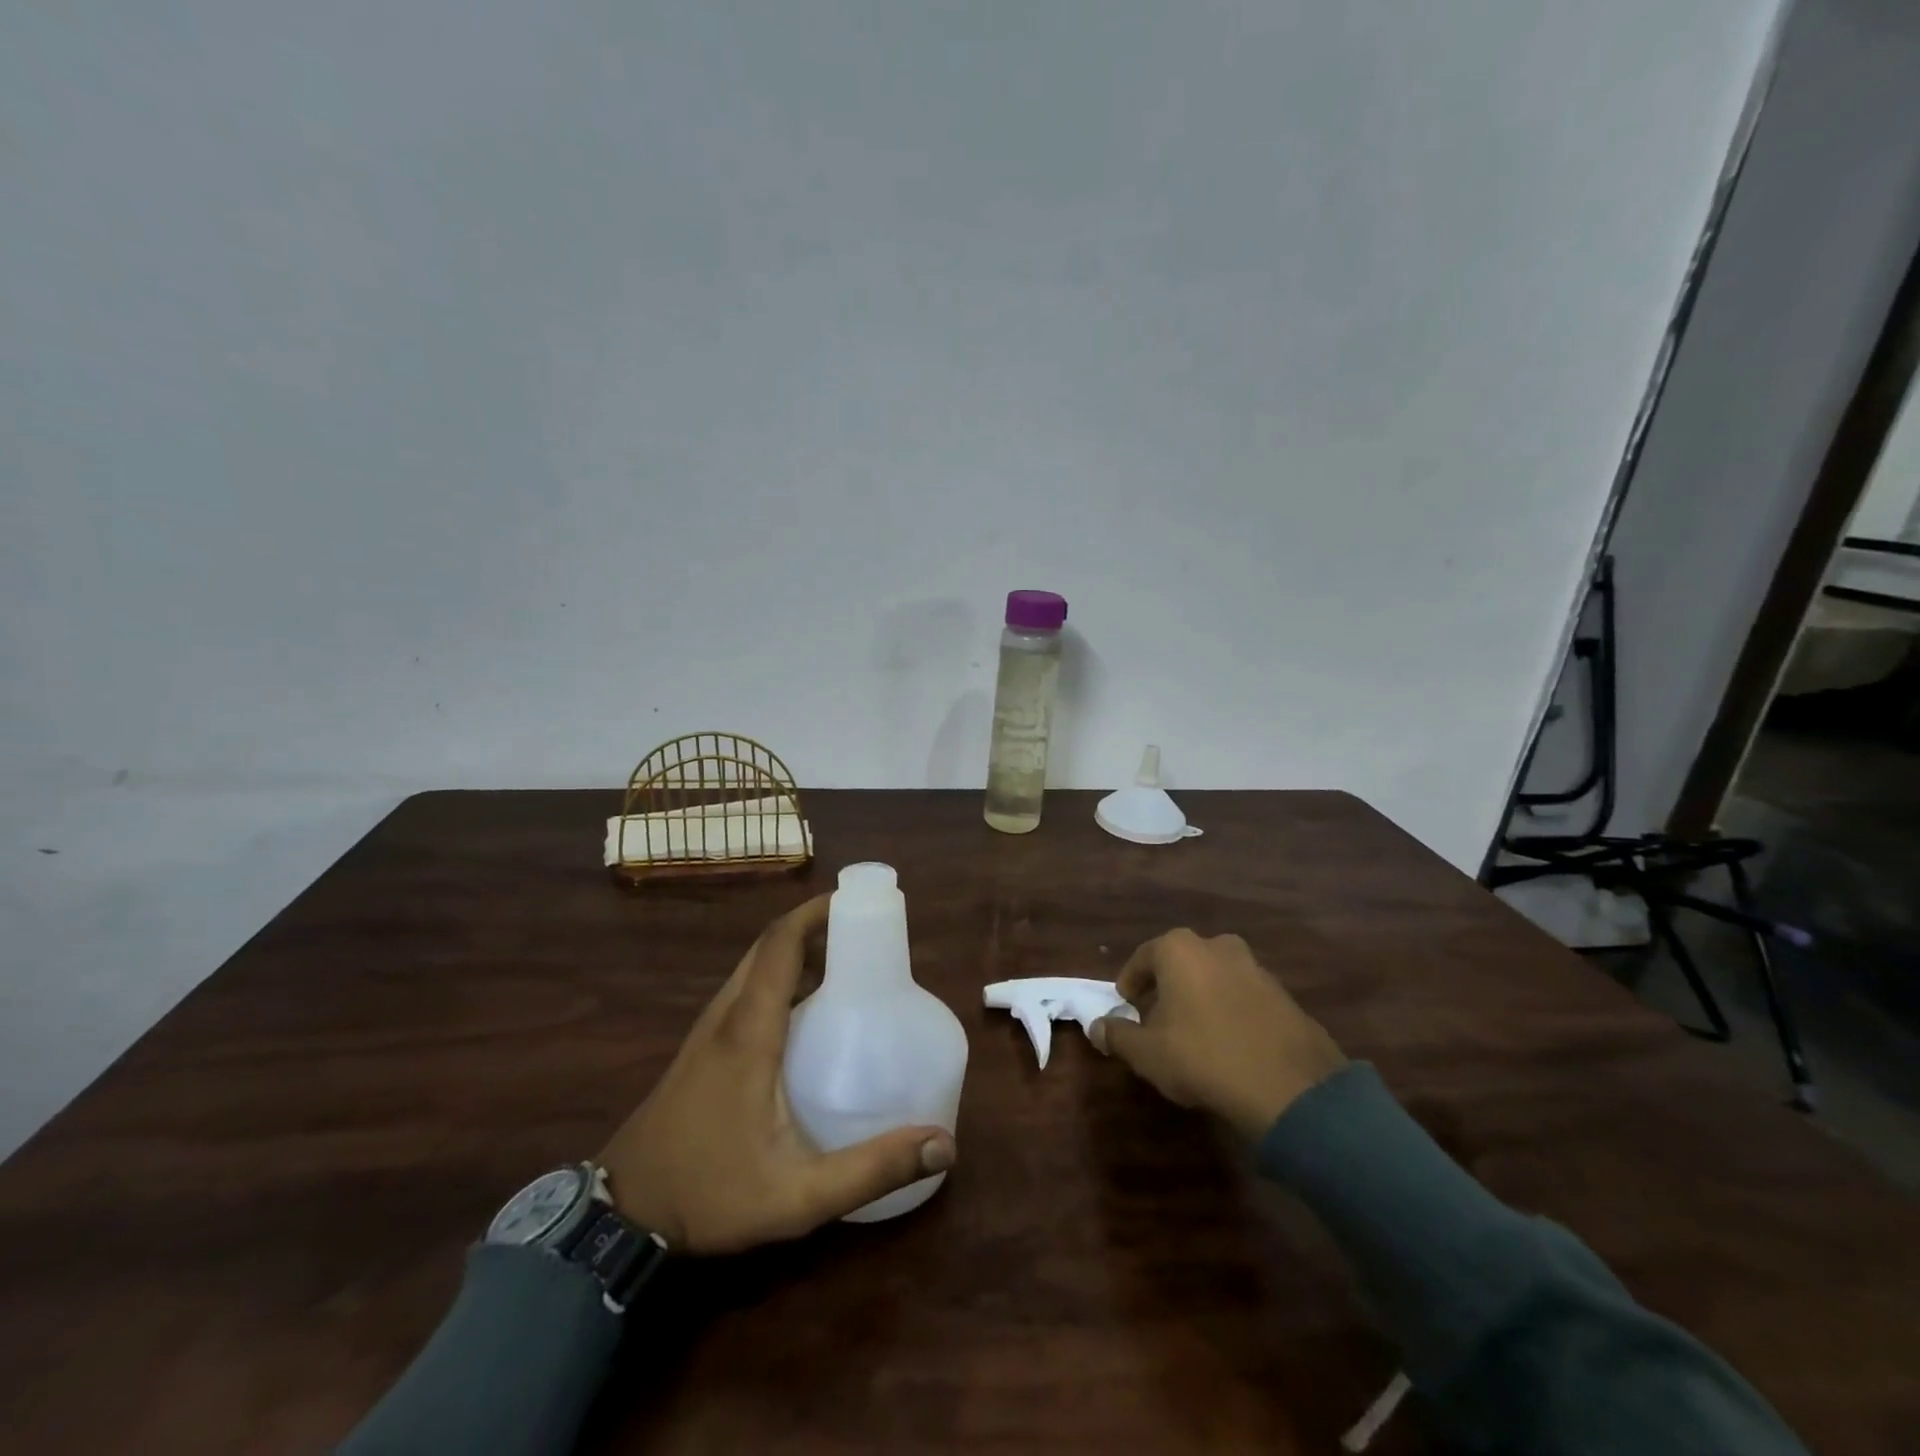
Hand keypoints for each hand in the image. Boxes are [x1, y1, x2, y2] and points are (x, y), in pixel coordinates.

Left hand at [598, 895, 955, 1253]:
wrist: (619, 1217)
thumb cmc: (709, 1194)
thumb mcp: (798, 1196)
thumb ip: (871, 1170)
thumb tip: (944, 1144)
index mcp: (749, 1030)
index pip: (781, 944)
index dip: (817, 912)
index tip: (859, 901)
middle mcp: (726, 1016)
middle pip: (769, 946)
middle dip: (815, 925)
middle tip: (864, 932)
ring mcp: (708, 1030)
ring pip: (754, 967)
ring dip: (796, 950)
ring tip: (845, 963)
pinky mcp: (701, 1048)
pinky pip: (745, 990)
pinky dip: (778, 977)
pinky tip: (806, 1011)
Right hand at [1090, 928, 1347, 1138]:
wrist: (1289, 1087)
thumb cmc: (1203, 1057)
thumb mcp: (1147, 1053)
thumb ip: (1118, 1035)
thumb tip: (1097, 1027)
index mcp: (1180, 949)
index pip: (1143, 957)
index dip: (1130, 981)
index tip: (1125, 1004)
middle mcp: (1218, 946)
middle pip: (1182, 962)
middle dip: (1168, 985)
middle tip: (1157, 1016)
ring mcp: (1256, 968)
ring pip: (1216, 976)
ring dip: (1202, 996)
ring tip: (1194, 1031)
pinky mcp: (1284, 995)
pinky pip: (1245, 996)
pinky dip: (1232, 1011)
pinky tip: (1229, 1042)